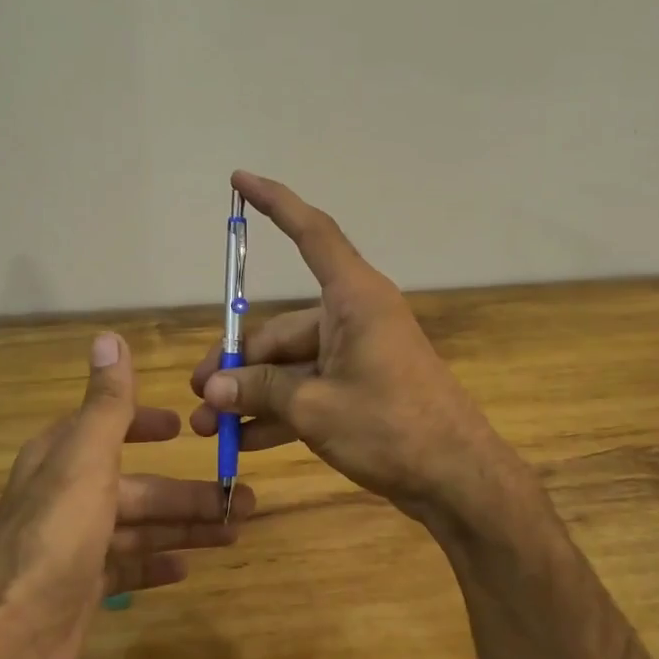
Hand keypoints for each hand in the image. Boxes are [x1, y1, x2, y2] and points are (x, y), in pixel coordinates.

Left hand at [0, 331, 252, 658]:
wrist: (9, 642)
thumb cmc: (54, 537)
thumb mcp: (85, 459)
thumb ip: (106, 403)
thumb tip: (108, 337)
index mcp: (63, 459)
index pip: (107, 427)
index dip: (145, 424)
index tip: (184, 428)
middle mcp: (66, 497)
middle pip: (138, 486)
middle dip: (187, 492)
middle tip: (242, 499)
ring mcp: (74, 547)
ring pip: (140, 527)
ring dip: (185, 527)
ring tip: (234, 531)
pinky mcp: (81, 589)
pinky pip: (128, 567)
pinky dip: (156, 563)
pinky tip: (186, 568)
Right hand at [188, 172, 513, 526]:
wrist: (457, 479)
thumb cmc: (391, 428)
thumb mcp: (316, 408)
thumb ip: (261, 390)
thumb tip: (213, 389)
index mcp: (354, 299)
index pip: (311, 234)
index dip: (275, 203)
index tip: (240, 180)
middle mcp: (354, 317)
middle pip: (281, 328)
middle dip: (238, 364)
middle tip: (201, 397)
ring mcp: (357, 355)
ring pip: (290, 365)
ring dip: (252, 395)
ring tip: (210, 427)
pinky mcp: (359, 388)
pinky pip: (308, 390)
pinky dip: (279, 412)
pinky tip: (244, 442)